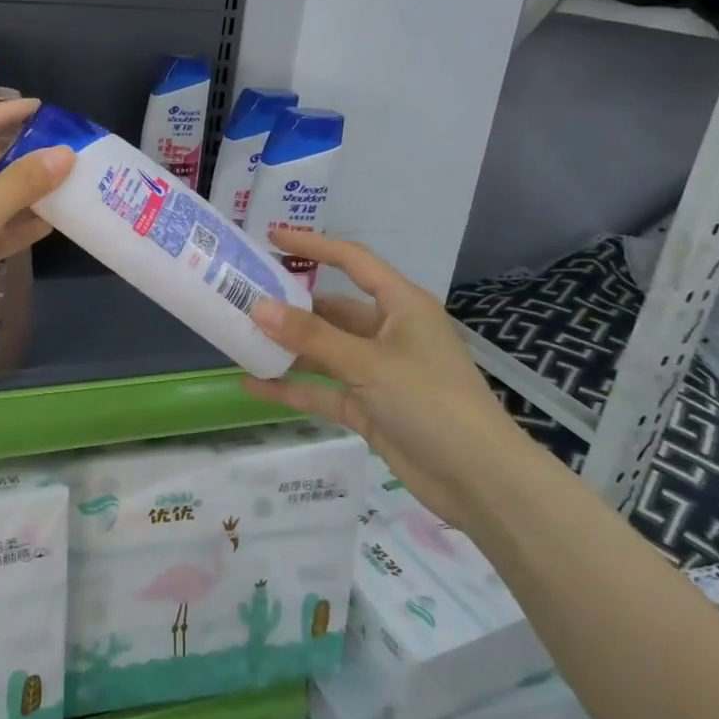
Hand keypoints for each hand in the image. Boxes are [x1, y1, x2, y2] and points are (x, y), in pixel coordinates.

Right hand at [244, 226, 539, 528]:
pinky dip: (292, 388)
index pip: (352, 261)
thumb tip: (257, 307)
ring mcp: (377, 371)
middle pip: (331, 309)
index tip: (271, 237)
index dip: (313, 245)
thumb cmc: (430, 401)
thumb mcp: (368, 363)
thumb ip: (311, 336)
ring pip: (323, 350)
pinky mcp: (369, 406)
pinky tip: (253, 385)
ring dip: (287, 347)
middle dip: (289, 305)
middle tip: (242, 296)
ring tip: (239, 338)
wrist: (479, 481)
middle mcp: (388, 332)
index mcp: (401, 306)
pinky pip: (323, 389)